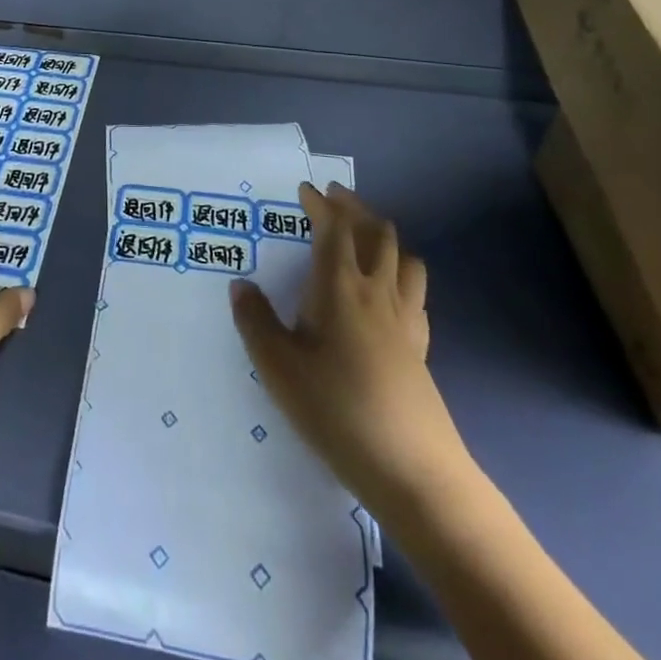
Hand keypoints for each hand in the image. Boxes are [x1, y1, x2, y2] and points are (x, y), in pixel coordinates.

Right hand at [230, 182, 470, 523]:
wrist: (411, 469)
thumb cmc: (336, 409)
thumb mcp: (278, 368)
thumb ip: (255, 321)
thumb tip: (240, 285)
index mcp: (340, 286)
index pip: (334, 228)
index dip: (320, 204)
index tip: (305, 190)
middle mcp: (376, 291)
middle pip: (375, 232)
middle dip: (354, 208)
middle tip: (334, 198)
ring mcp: (404, 318)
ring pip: (403, 256)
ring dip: (383, 234)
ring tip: (365, 235)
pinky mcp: (420, 345)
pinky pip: (415, 290)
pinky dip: (401, 271)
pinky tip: (388, 290)